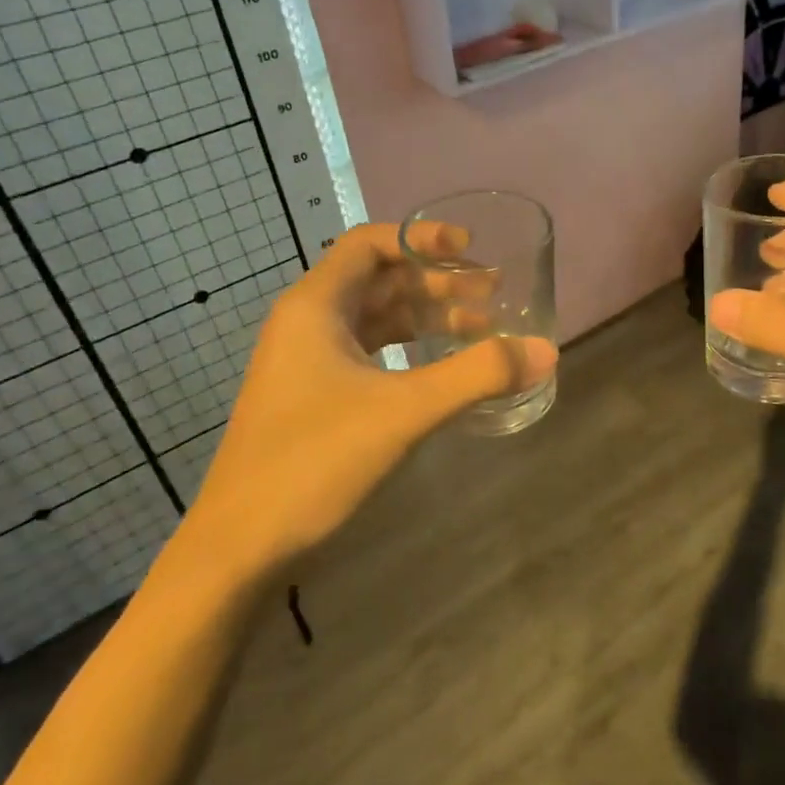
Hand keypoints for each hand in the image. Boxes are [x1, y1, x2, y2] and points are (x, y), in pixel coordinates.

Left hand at [167, 223, 556, 586]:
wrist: (239, 546)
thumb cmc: (315, 461)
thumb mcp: (405, 411)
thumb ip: (477, 375)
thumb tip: (545, 351)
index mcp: (316, 306)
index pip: (369, 244)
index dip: (420, 238)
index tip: (470, 250)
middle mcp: (307, 323)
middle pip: (379, 280)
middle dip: (437, 283)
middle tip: (493, 295)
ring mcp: (307, 362)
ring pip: (376, 320)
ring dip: (426, 318)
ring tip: (481, 329)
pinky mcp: (313, 397)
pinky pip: (370, 354)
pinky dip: (409, 351)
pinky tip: (442, 370)